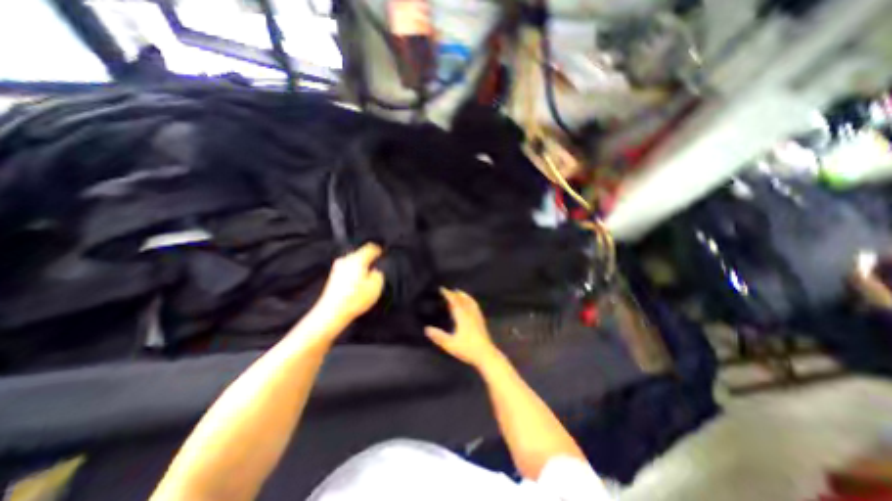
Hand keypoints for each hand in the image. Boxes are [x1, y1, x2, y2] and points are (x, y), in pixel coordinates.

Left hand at [313, 243, 382, 327]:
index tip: (382, 252)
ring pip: (353, 263)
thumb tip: (376, 272)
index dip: (379, 250)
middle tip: (376, 266)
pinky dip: (354, 275)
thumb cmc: (354, 299)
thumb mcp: (377, 286)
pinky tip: (357, 285)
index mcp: (358, 259)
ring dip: (361, 268)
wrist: (333, 312)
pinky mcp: (333, 279)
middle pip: (360, 254)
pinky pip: (347, 271)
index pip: (370, 248)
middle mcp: (346, 261)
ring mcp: (338, 269)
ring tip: (367, 277)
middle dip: (369, 259)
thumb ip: (379, 275)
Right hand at [423, 289, 500, 367]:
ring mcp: (477, 316)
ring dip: (464, 295)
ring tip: (459, 292)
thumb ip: (438, 336)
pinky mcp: (481, 321)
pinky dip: (471, 301)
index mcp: (462, 316)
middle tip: (448, 290)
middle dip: (455, 293)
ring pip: (470, 301)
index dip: (448, 294)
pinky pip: (475, 306)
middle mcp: (470, 313)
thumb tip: (427, 329)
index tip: (442, 288)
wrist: (486, 355)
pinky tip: (471, 304)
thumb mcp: (450, 344)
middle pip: (462, 300)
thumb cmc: (467, 349)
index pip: (454, 301)